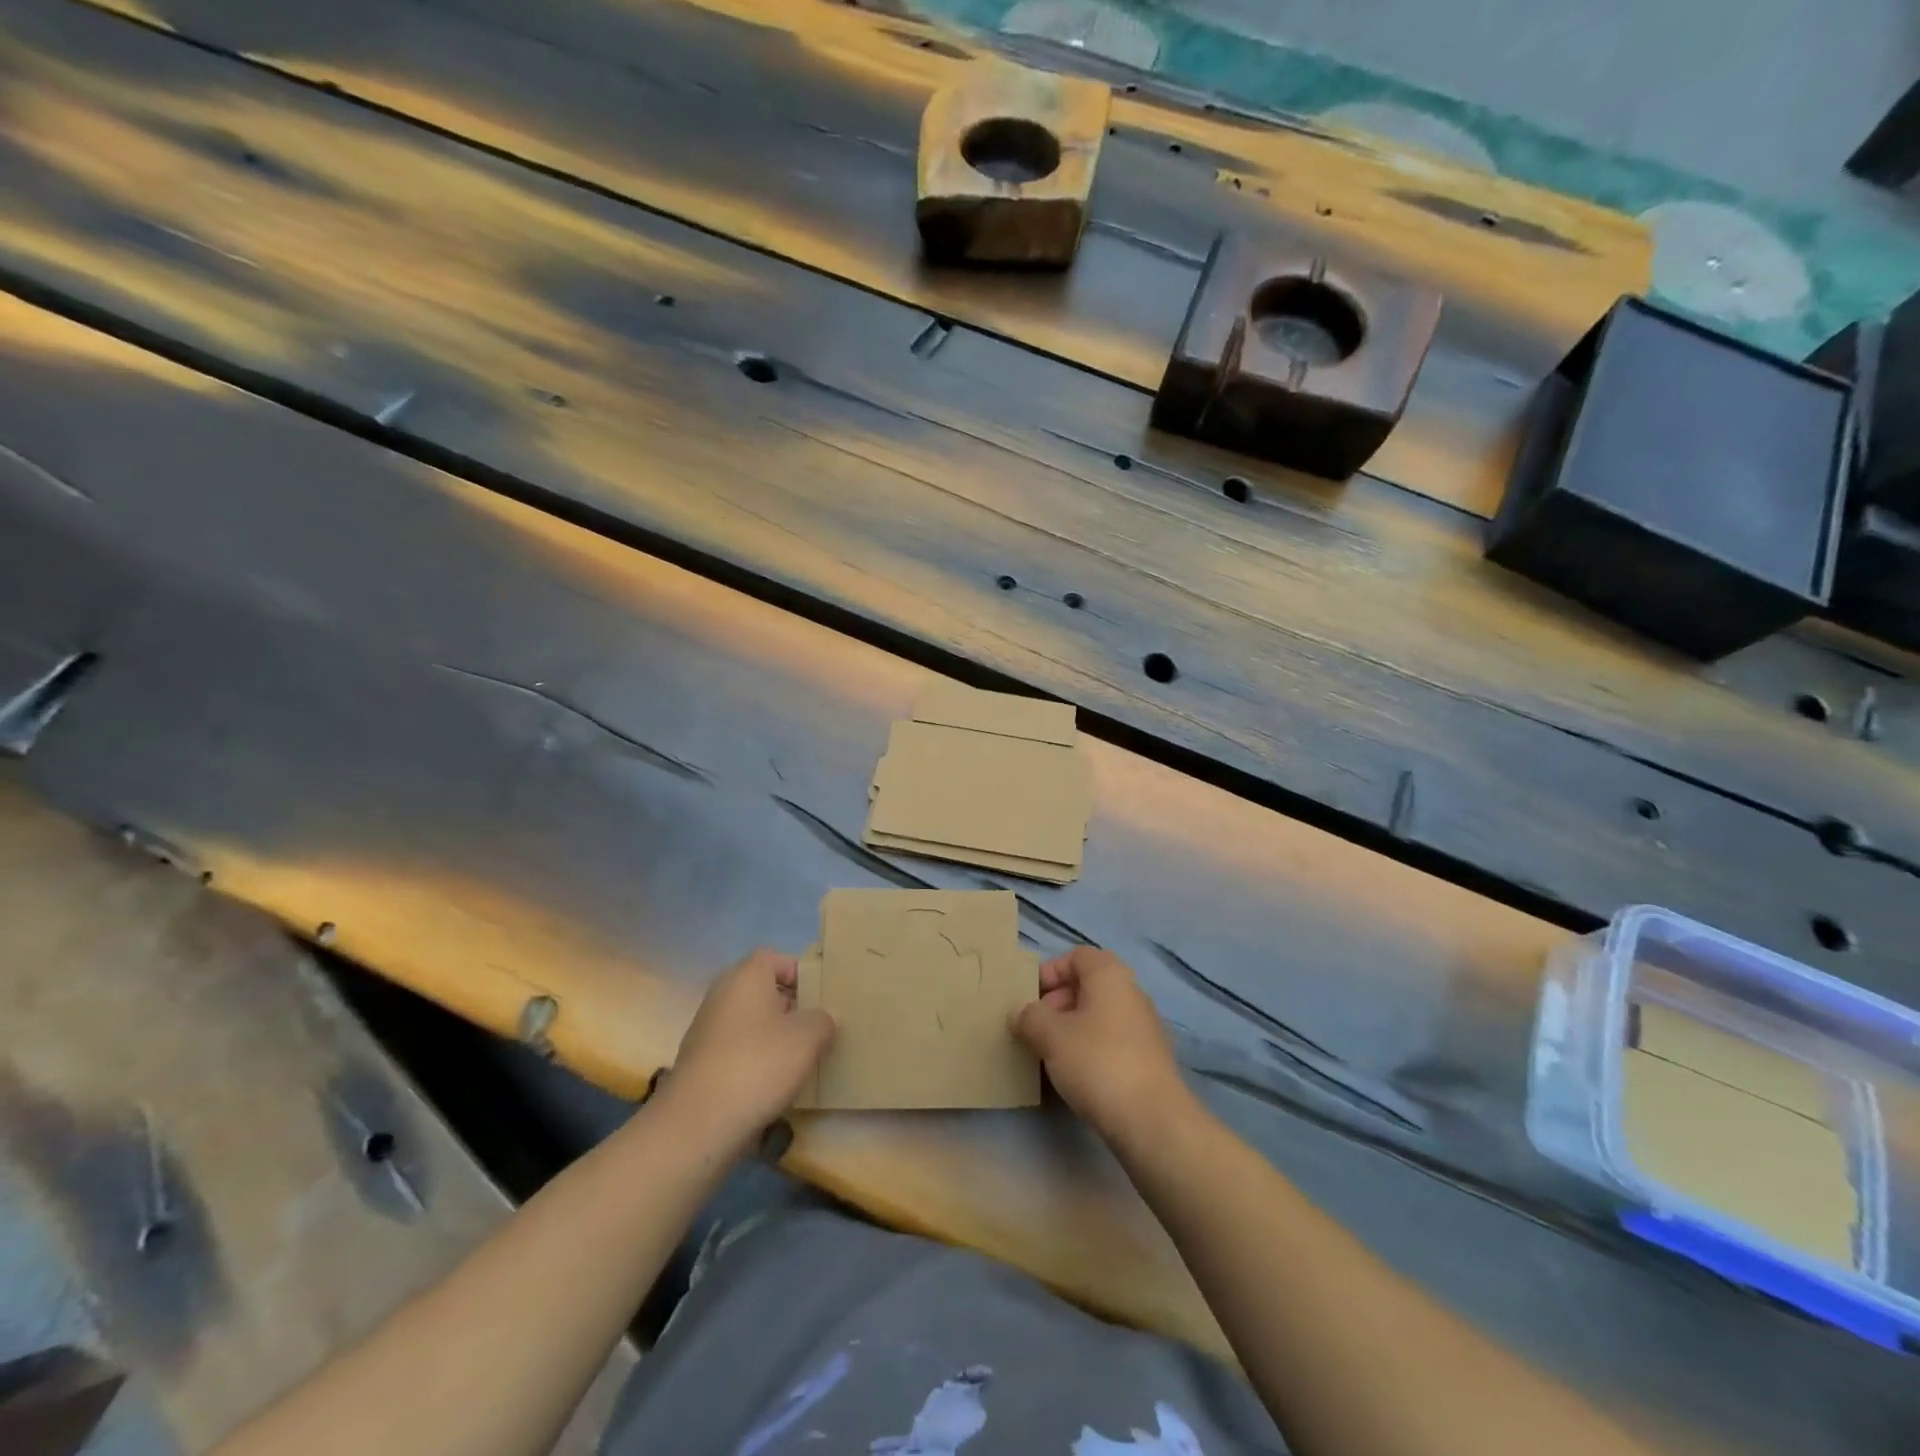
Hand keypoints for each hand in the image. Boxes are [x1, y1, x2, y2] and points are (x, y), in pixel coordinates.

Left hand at [662, 948, 835, 1145]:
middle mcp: (722, 995)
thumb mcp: (808, 1038)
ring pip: (750, 1023)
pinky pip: (737, 1050)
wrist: (697, 1124)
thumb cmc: (758, 1065)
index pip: (776, 959)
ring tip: (801, 1059)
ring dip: (774, 1036)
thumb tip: (825, 1017)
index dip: (800, 973)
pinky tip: (773, 1084)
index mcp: (746, 976)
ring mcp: (707, 1030)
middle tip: (818, 1027)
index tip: (822, 997)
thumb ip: (823, 1020)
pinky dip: (755, 1060)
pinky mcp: (700, 1064)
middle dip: (791, 1007)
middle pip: (763, 991)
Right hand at [1012, 947, 1188, 1144]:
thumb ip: (1030, 1017)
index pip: (1077, 956)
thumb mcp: (1050, 1035)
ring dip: (1072, 1028)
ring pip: (1099, 1015)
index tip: (1030, 997)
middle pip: (1088, 985)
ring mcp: (1144, 1028)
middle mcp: (1132, 994)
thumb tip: (1020, 1013)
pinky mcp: (1149, 1060)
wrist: (1151, 1120)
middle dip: (1057, 1001)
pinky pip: (1111, 1041)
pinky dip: (1090, 1049)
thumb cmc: (1097, 1062)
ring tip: (1049, 1053)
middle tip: (1035, 1027)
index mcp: (1110, 976)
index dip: (1051, 971)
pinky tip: (1074, 1074)